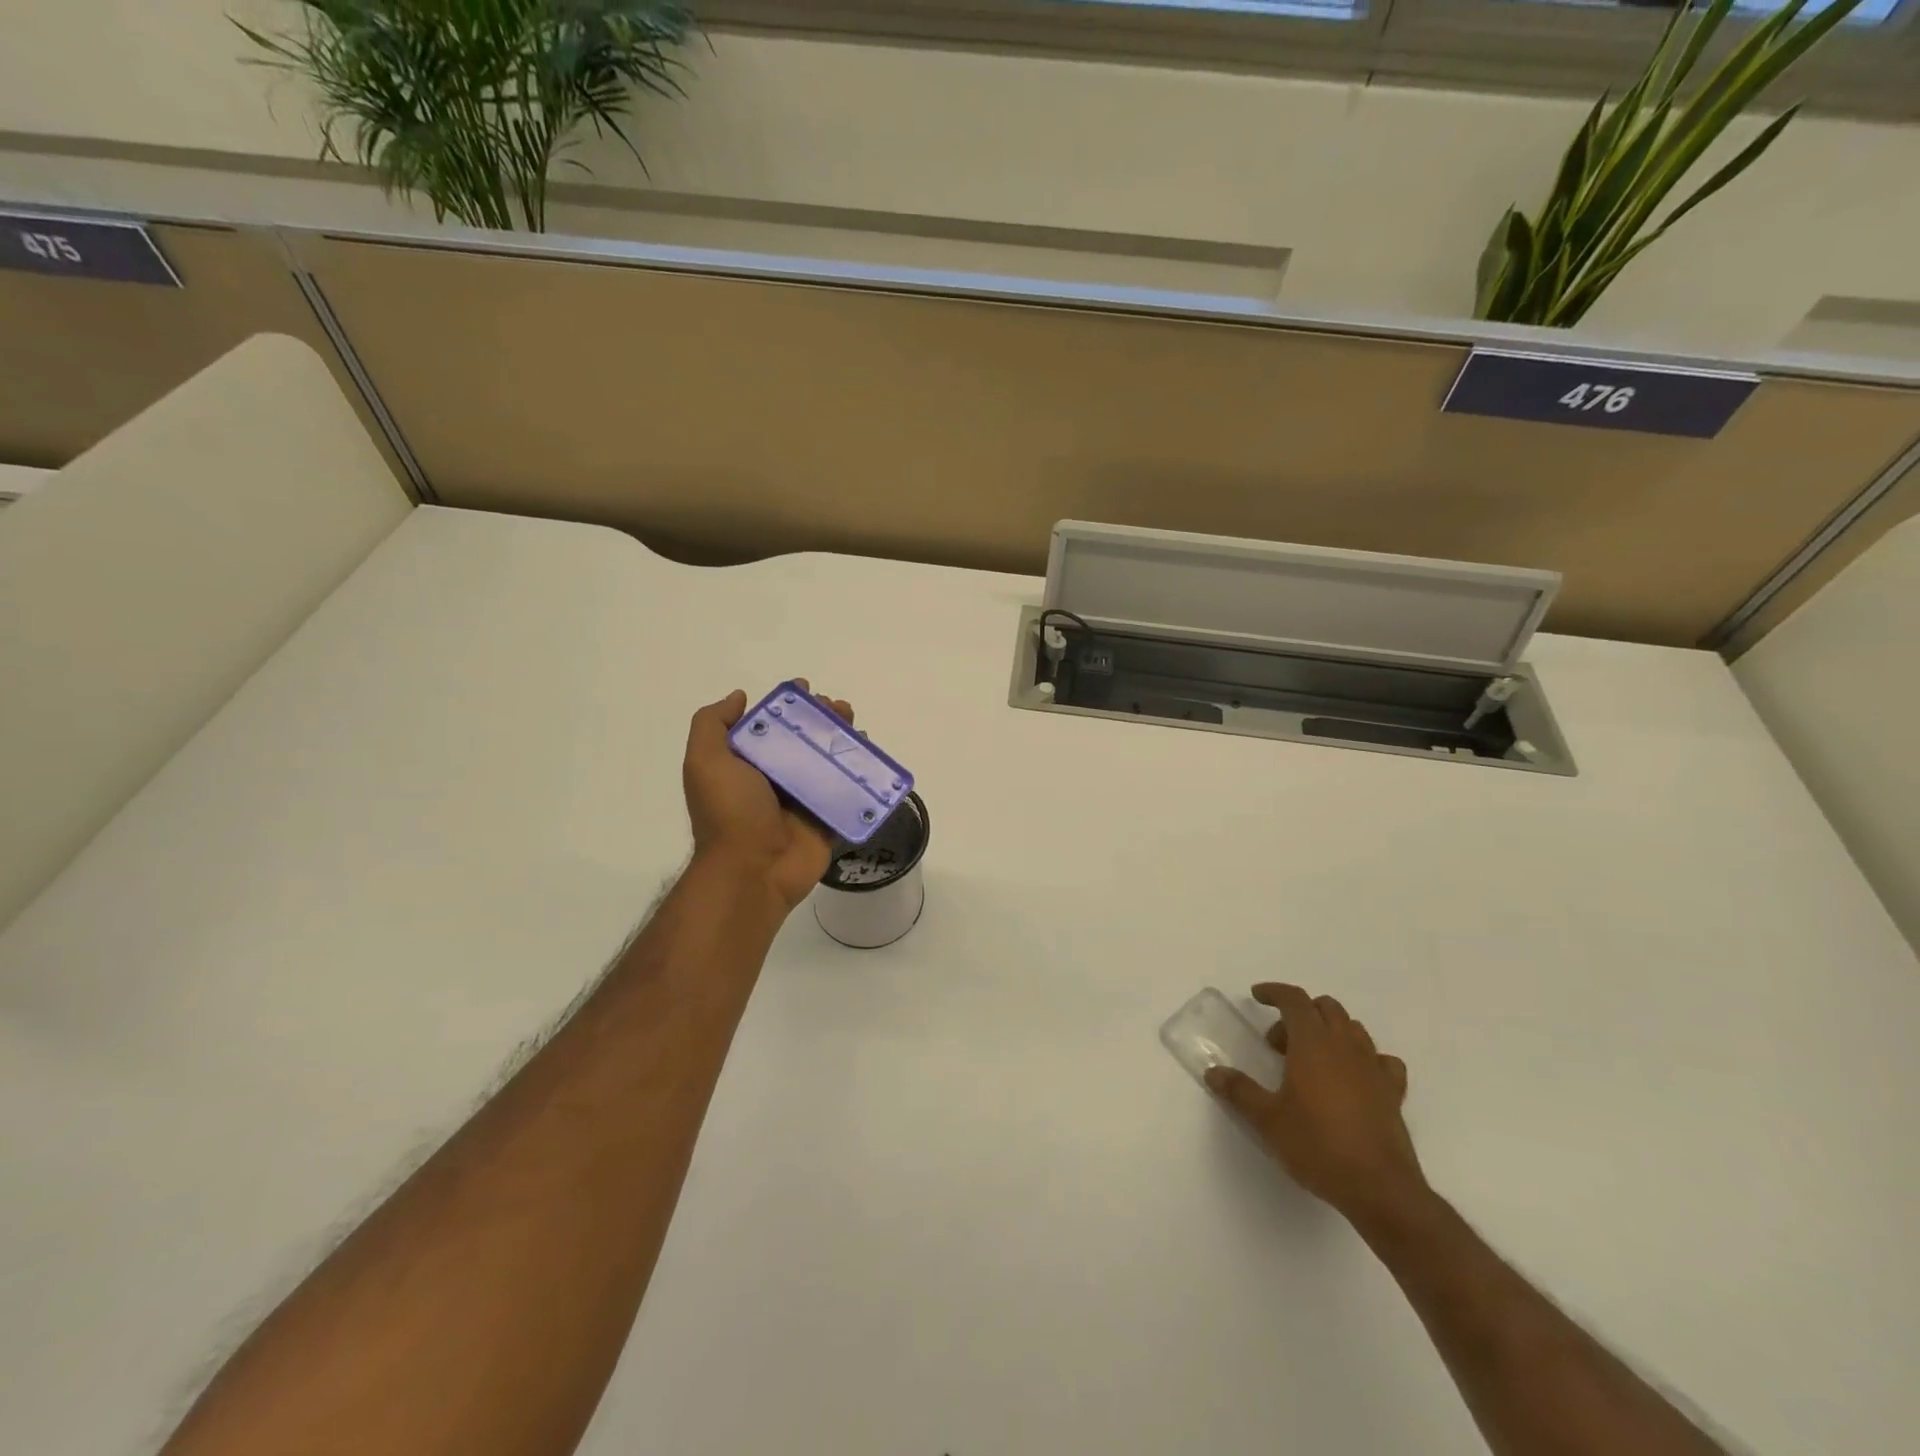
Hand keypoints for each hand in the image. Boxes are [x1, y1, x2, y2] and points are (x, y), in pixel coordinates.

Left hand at [683, 682, 853, 911]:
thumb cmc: (729, 812)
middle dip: (822, 718)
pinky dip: (861, 773)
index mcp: (747, 763)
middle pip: (804, 739)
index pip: (770, 724)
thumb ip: (712, 724)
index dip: (787, 704)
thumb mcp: (705, 761)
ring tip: (855, 725)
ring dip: (843, 740)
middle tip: (838, 708)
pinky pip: (848, 791)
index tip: (806, 690)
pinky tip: (870, 754)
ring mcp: (803, 799)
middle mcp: (775, 778)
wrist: (753, 870)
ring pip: (829, 761)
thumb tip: (740, 697)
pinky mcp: (827, 818)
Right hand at [1206, 984, 1429, 1230]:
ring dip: (1329, 1031)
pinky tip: (1354, 1077)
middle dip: (1299, 1014)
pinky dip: (1364, 1058)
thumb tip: (1214, 1072)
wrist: (1380, 1189)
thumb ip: (1239, 1091)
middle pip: (1325, 1008)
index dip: (1274, 992)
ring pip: (1353, 1028)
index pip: (1294, 999)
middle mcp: (1345, 1046)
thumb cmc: (1318, 1146)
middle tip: (1278, 1045)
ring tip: (1310, 1059)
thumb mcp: (1268, 1120)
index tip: (1257, 997)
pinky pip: (1381, 1059)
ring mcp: (1373, 1067)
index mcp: (1312, 1043)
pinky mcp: (1393, 1092)